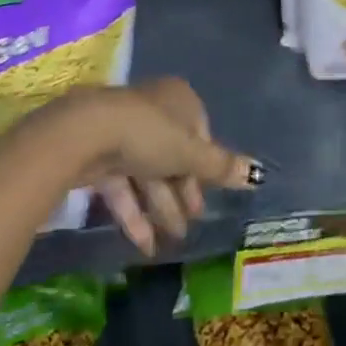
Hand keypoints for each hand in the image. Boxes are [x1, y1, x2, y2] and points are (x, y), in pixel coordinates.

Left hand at [42, 80, 260, 256]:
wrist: (87, 135)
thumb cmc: (149, 134)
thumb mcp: (191, 153)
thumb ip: (222, 167)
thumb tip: (258, 174)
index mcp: (178, 100)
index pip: (199, 133)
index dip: (205, 166)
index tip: (209, 194)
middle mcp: (153, 110)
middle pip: (173, 155)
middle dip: (182, 192)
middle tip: (191, 223)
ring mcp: (124, 131)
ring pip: (148, 173)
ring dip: (161, 208)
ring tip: (172, 241)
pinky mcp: (100, 154)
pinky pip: (124, 185)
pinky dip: (135, 214)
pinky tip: (145, 245)